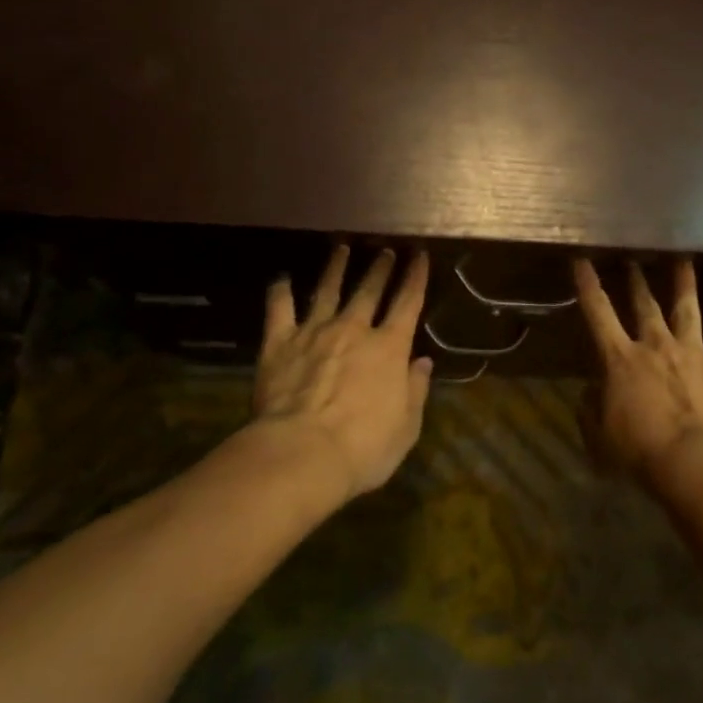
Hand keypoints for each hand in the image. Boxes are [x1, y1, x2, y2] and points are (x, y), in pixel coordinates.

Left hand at [254, 246, 432, 501]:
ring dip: (336, 267)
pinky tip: (281, 277)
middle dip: (380, 267)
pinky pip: (279, 309)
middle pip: (369, 289)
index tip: (420, 255)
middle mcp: (354, 329)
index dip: (416, 277)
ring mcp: (314, 332)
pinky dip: (280, 291)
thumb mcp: (406, 427)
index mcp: (389, 348)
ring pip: (327, 289)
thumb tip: (422, 362)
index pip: (408, 302)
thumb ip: (415, 390)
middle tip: (385, 250)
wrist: (302, 454)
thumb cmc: (363, 448)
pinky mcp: (279, 343)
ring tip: (342, 248)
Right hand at [573, 258, 702, 481]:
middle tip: (634, 257)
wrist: (700, 461)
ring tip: (683, 260)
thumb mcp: (601, 439)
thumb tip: (588, 393)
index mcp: (621, 360)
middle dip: (637, 279)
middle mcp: (656, 345)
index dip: (588, 284)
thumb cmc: (644, 452)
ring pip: (687, 309)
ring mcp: (693, 351)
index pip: (598, 313)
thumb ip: (591, 412)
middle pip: (645, 305)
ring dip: (683, 284)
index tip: (582, 258)